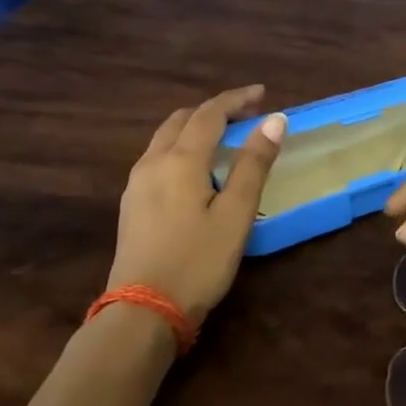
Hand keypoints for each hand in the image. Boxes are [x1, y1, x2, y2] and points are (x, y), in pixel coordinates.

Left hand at [109, 85, 286, 323]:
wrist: (143, 311)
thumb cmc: (197, 261)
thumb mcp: (235, 214)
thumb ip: (253, 164)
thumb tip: (274, 120)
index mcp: (180, 160)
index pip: (210, 114)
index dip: (236, 99)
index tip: (262, 93)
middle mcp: (152, 162)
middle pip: (182, 120)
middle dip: (214, 110)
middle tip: (245, 115)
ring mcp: (136, 184)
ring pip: (165, 138)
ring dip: (194, 127)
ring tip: (223, 138)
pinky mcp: (131, 204)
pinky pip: (157, 158)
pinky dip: (181, 147)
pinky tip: (195, 169)